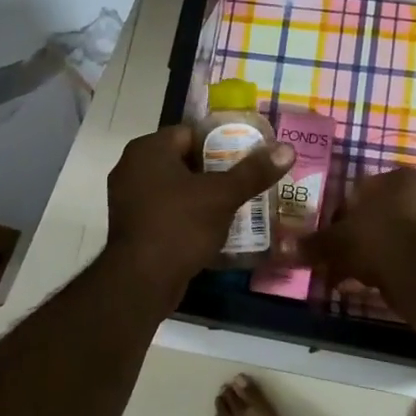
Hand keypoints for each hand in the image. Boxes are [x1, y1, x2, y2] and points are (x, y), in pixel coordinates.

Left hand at [104, 125, 294, 294]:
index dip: (221, 142)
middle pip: (184, 160)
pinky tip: (214, 227)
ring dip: (202, 195)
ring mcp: (128, 198)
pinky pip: (166, 211)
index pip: (191, 133)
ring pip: (175, 187)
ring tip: (236, 203)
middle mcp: (132, 167)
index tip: (247, 156)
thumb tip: (287, 149)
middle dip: (215, 170)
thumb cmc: (180, 226)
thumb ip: (253, 172)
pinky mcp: (132, 226)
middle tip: (246, 180)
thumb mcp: (222, 196)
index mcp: (148, 150)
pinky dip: (188, 215)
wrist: (140, 282)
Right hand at [299, 168, 415, 292]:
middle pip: (379, 210)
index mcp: (394, 177)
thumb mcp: (335, 242)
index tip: (332, 237)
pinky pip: (412, 247)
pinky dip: (397, 259)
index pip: (359, 191)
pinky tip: (382, 279)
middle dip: (361, 232)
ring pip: (396, 229)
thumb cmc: (375, 242)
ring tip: (360, 273)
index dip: (341, 216)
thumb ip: (312, 243)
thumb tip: (283, 247)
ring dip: (378, 247)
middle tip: (344, 255)